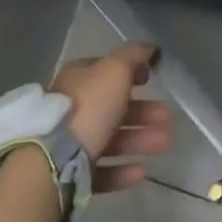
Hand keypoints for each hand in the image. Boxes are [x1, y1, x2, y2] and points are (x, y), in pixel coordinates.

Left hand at [51, 42, 172, 191]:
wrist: (53, 160)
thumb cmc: (89, 106)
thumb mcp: (115, 70)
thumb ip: (133, 56)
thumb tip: (149, 46)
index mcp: (79, 78)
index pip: (107, 71)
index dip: (131, 72)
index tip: (152, 79)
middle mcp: (73, 107)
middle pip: (113, 107)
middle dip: (143, 111)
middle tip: (167, 118)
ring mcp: (70, 142)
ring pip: (111, 138)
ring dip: (139, 139)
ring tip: (165, 143)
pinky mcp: (71, 175)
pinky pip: (101, 170)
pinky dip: (122, 170)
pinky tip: (141, 172)